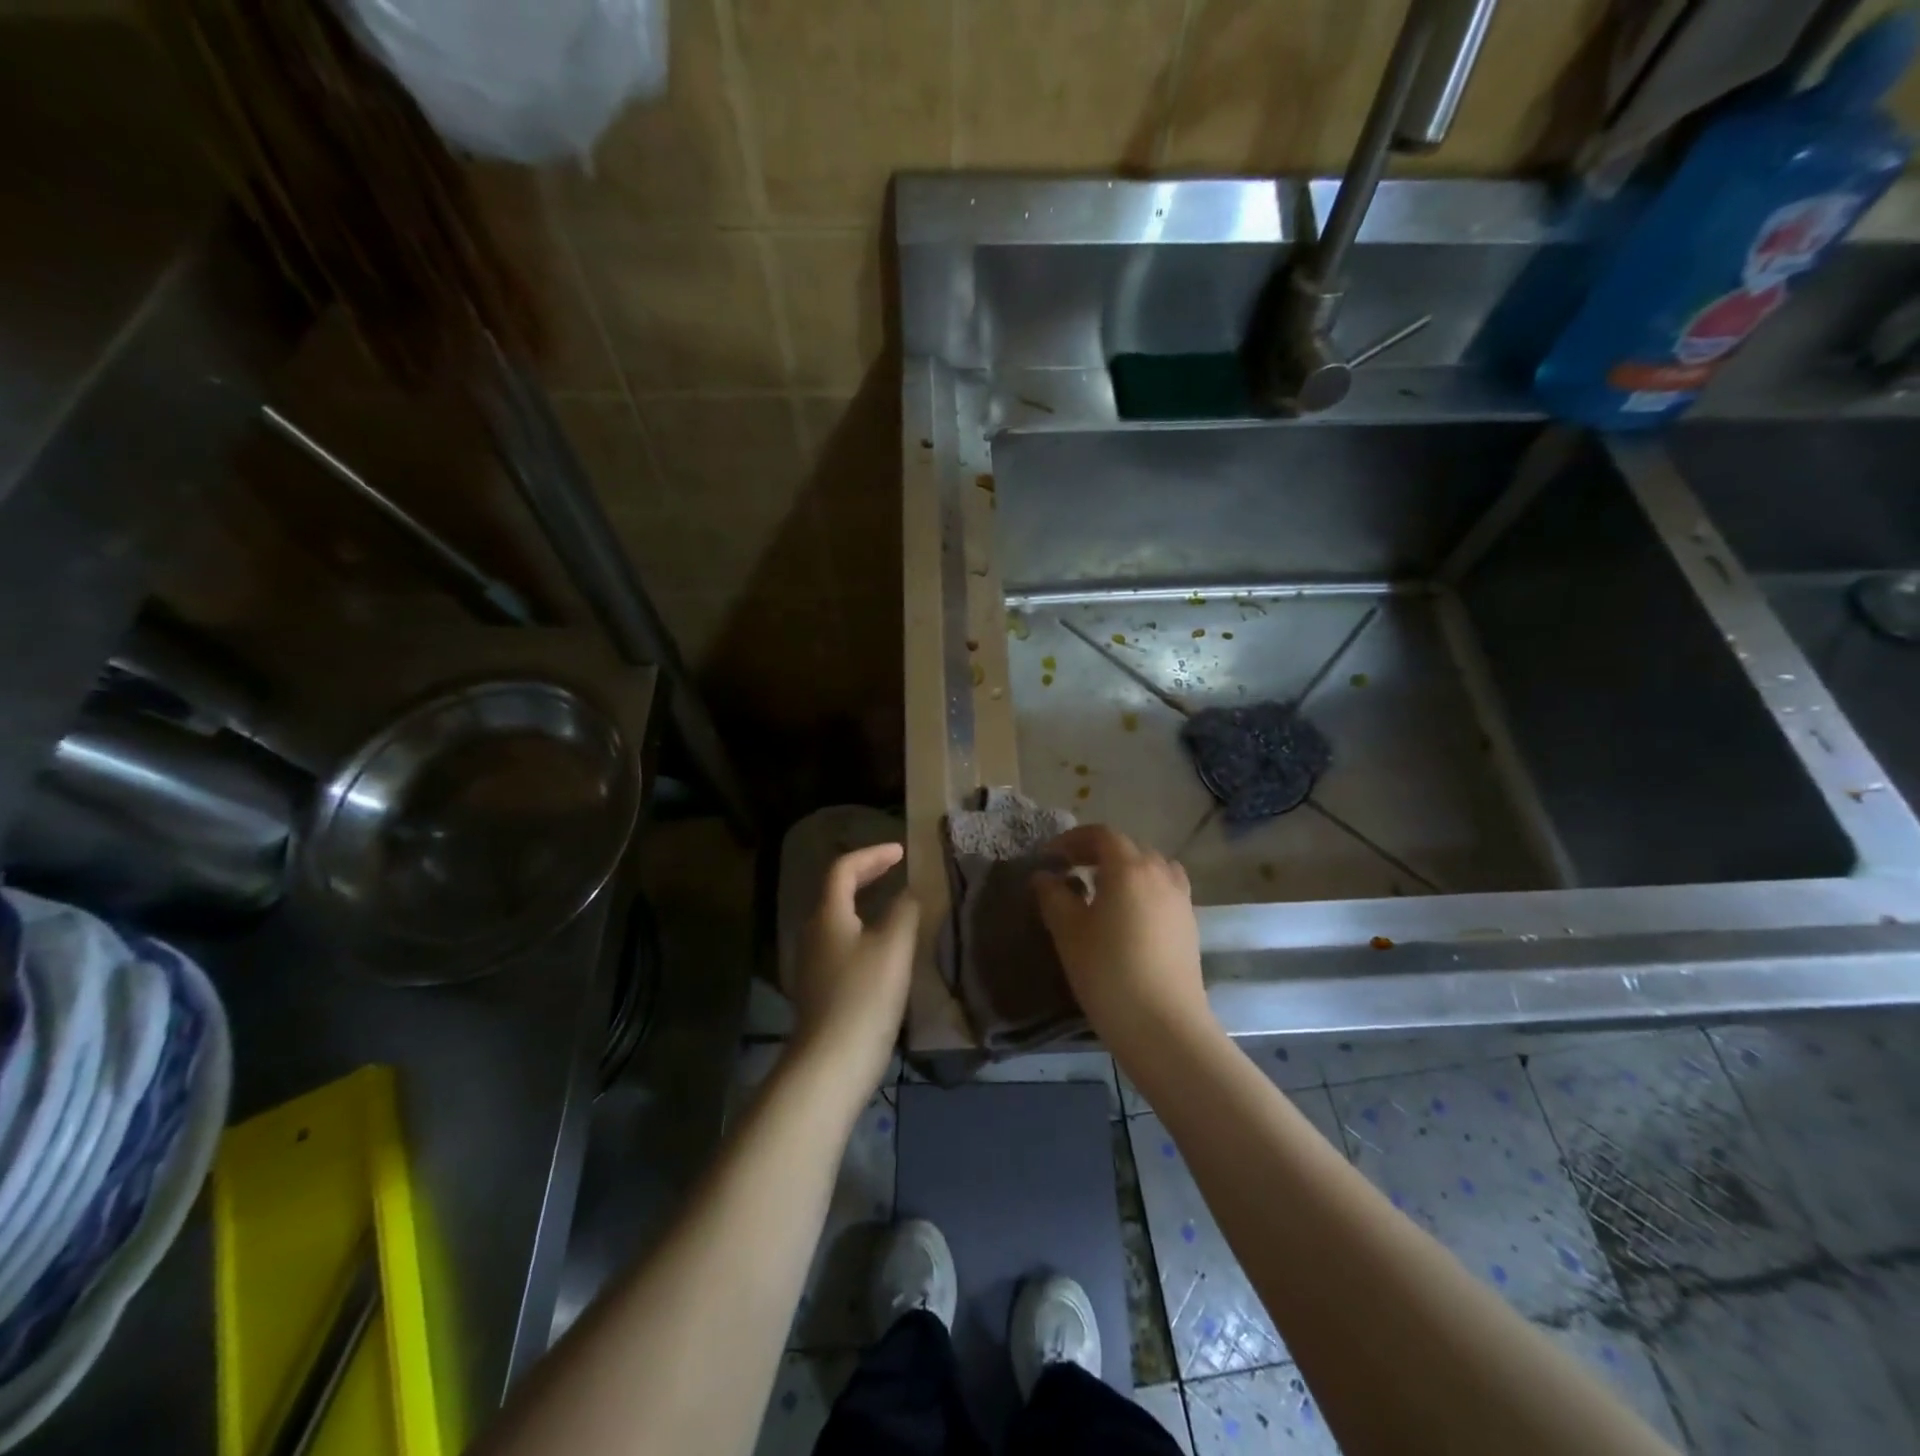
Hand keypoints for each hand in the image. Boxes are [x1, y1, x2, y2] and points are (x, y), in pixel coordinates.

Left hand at [790, 844, 919, 1099]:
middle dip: (867, 875)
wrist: (832, 1063)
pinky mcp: (821, 989)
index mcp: (828, 915)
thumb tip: (911, 892)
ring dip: (865, 904)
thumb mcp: (894, 946)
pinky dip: (863, 931)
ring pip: (839, 919)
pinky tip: (884, 948)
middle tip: (896, 869)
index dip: (872, 855)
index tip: (901, 852)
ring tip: (895, 905)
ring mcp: (813, 963)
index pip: (843, 868)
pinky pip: (842, 944)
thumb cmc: (864, 996)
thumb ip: (905, 910)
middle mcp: (814, 933)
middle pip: (836, 891)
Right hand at [1033, 825, 1212, 1051]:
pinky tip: (1127, 915)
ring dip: (1123, 869)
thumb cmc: (1108, 973)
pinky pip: (1163, 889)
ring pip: (1150, 867)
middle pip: (1127, 847)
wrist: (1164, 1026)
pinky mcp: (1189, 923)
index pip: (1101, 835)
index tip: (1050, 858)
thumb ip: (1053, 896)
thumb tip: (1045, 876)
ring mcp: (1180, 898)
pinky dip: (1143, 888)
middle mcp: (1159, 873)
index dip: (1072, 840)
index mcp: (1129, 868)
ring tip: (1101, 891)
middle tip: (1070, 871)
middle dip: (1096, 852)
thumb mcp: (1068, 932)